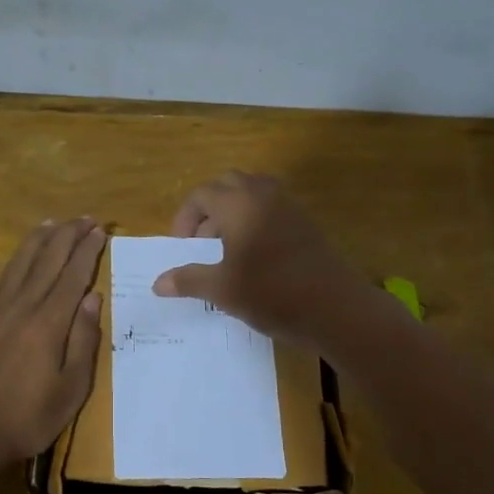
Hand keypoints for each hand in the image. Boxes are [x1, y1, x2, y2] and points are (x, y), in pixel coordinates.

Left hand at [0, 218, 106, 468]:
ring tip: (54, 222)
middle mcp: (21, 306)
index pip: (72, 276)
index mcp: (48, 323)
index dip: (87, 250)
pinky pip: (1, 278)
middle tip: (85, 218)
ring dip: (40, 239)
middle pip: (47, 259)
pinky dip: (17, 260)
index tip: (100, 230)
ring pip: (20, 262)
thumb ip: (83, 340)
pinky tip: (23, 257)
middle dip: (68, 235)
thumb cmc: (28, 417)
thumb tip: (92, 298)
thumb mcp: (71, 389)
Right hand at [154, 172, 372, 348]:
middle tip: (201, 243)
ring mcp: (289, 206)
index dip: (184, 218)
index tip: (181, 247)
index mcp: (239, 203)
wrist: (335, 308)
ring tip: (225, 249)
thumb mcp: (222, 290)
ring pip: (252, 194)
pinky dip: (254, 221)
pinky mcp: (306, 222)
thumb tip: (158, 283)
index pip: (201, 194)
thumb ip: (188, 280)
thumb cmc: (271, 294)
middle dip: (208, 210)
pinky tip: (254, 257)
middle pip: (227, 186)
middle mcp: (264, 194)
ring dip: (232, 213)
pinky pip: (272, 208)